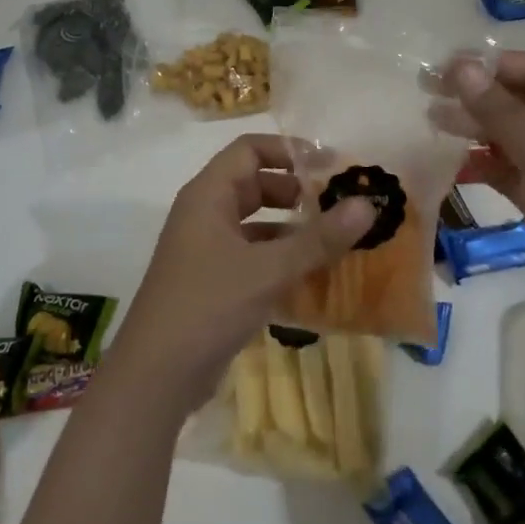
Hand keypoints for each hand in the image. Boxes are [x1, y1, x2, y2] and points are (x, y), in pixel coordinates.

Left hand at [110, 134, 374, 411]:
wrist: (156, 374)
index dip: (289, 150)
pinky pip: (251, 254)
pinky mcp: (212, 280)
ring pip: (254, 221)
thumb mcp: (268, 269)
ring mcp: (205, 248)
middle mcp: (204, 213)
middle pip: (253, 183)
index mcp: (208, 194)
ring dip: (290, 226)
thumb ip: (319, 238)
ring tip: (333, 238)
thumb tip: (368, 204)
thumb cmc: (208, 305)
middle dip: (295, 189)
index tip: (329, 164)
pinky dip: (279, 256)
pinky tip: (310, 275)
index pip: (249, 149)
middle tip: (337, 203)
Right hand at [446, 52, 524, 320]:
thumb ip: (503, 114)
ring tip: (432, 120)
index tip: (447, 66)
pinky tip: (452, 165)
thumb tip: (460, 69)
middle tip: (428, 88)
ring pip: (510, 135)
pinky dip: (481, 164)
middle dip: (478, 95)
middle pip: (521, 101)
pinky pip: (507, 169)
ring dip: (474, 127)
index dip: (494, 65)